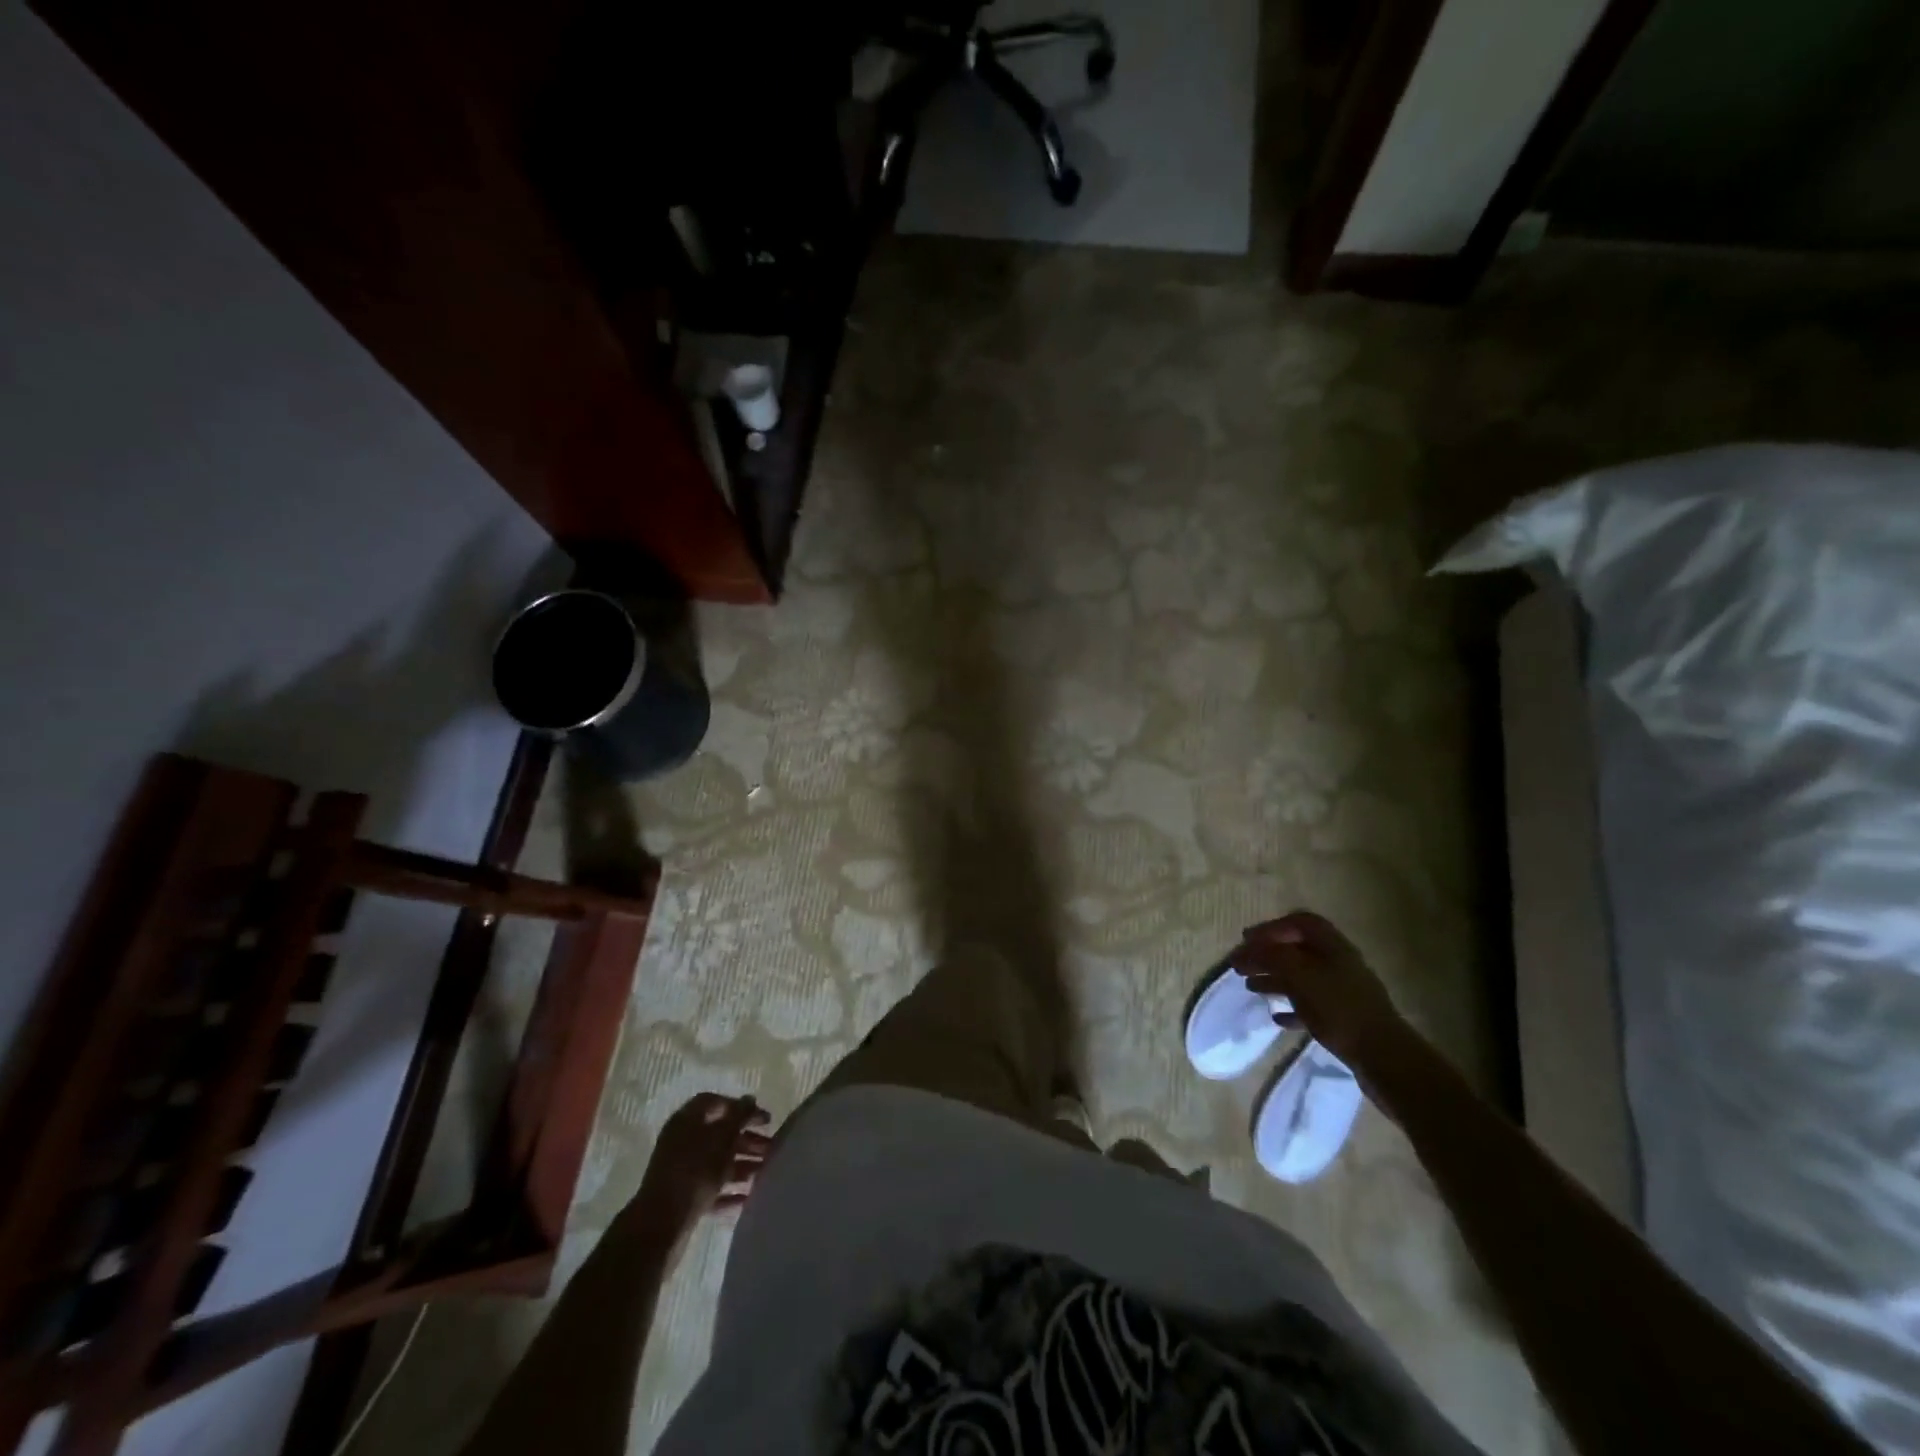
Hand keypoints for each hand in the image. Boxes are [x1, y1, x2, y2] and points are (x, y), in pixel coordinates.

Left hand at [635, 1093, 771, 1229]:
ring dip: (741, 1165)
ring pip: (716, 1163)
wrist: (662, 1225)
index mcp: (686, 1120)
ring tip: (764, 1172)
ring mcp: (680, 1173)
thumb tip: (750, 1099)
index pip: (714, 1102)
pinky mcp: (682, 1200)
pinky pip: (710, 1189)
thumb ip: (740, 1115)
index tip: (761, 1120)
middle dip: (746, 1140)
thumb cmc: (695, 1170)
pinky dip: (728, 1191)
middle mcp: (681, 1142)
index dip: (739, 1107)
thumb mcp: (724, 1137)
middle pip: (718, 1134)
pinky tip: (747, 1197)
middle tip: (770, 1148)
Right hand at [1233, 911, 1405, 1067]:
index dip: (1271, 928)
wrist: (1383, 1057)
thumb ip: (1270, 957)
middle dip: (1267, 955)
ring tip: (1250, 987)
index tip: (1247, 941)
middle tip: (1240, 965)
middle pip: (1296, 950)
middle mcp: (1338, 963)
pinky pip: (1311, 1005)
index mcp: (1332, 946)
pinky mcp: (1344, 1018)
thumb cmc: (1339, 1007)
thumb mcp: (1299, 975)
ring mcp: (1343, 991)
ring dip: (1274, 979)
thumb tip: (1245, 950)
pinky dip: (1291, 1007)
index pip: (1299, 922)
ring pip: (1301, 977)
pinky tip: (1277, 1018)